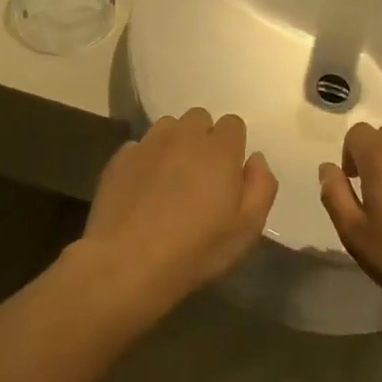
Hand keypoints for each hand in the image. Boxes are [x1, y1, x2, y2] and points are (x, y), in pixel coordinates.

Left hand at [78, 109, 277, 312]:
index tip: (228, 173)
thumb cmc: (195, 249)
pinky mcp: (119, 159)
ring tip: (171, 177)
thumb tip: (256, 159)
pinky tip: (143, 189)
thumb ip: (261, 187)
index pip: (233, 124)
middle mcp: (184, 136)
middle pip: (199, 118)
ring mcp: (148, 144)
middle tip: (201, 174)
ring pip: (167, 127)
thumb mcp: (247, 229)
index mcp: (219, 150)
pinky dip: (146, 159)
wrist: (126, 263)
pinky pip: (139, 146)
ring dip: (174, 143)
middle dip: (203, 138)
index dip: (233, 145)